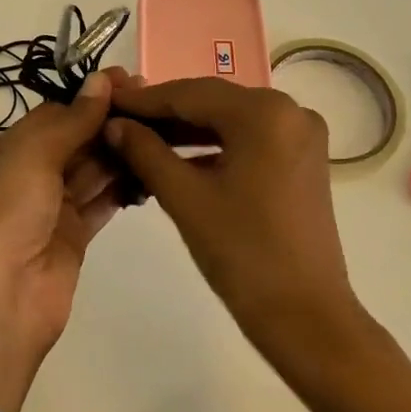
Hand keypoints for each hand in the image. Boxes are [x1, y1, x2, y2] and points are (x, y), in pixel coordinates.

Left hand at [0, 67, 135, 411]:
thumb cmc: (3, 218)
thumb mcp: (30, 158)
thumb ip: (70, 121)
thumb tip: (100, 80)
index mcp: (1, 154)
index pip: (50, 115)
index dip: (86, 97)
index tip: (126, 81)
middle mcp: (24, 178)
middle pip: (72, 140)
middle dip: (106, 121)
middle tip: (151, 103)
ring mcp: (49, 210)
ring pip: (89, 170)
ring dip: (118, 151)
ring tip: (159, 130)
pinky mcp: (73, 238)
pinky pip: (101, 202)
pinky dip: (123, 186)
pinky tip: (150, 169)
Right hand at [109, 79, 410, 411]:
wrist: (306, 317)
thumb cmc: (242, 254)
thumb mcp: (185, 197)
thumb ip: (145, 151)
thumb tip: (113, 124)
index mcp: (264, 112)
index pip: (189, 93)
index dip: (143, 100)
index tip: (105, 101)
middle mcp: (289, 109)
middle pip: (212, 102)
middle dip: (164, 113)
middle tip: (118, 120)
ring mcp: (300, 134)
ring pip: (229, 120)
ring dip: (186, 130)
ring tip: (139, 139)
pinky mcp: (302, 158)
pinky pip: (248, 139)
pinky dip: (214, 146)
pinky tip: (177, 158)